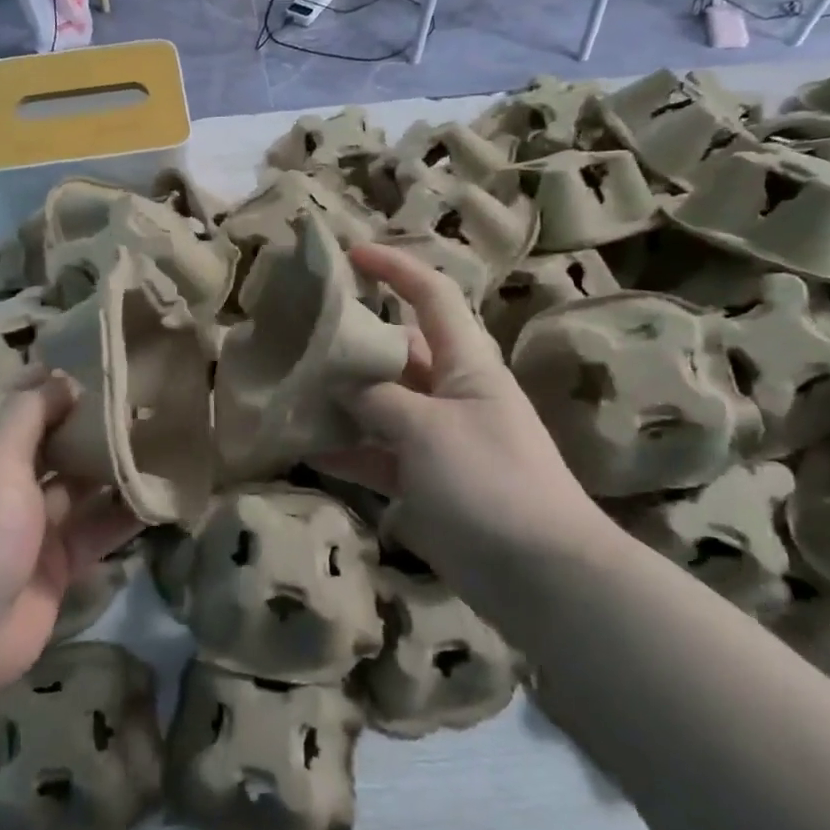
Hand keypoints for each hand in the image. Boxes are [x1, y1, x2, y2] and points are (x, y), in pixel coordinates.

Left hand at [0, 370, 141, 692]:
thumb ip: (27, 417)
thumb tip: (60, 379)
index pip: (17, 399)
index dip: (50, 377)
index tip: (96, 355)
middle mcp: (9, 479)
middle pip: (55, 438)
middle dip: (92, 419)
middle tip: (144, 394)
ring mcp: (35, 522)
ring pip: (81, 482)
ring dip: (114, 464)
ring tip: (164, 436)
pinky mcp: (60, 559)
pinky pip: (98, 527)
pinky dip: (125, 514)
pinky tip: (161, 495)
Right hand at [318, 242, 608, 575]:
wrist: (540, 574)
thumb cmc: (491, 482)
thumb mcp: (428, 430)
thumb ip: (379, 400)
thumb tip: (341, 383)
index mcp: (466, 364)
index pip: (432, 297)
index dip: (396, 269)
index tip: (351, 254)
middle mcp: (450, 393)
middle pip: (396, 352)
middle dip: (353, 341)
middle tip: (298, 335)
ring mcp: (436, 440)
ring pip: (380, 405)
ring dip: (341, 400)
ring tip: (290, 390)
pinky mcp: (423, 482)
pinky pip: (376, 455)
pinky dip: (346, 451)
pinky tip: (306, 450)